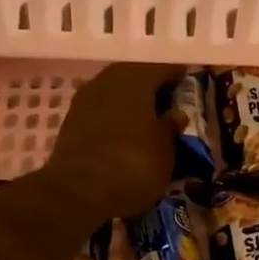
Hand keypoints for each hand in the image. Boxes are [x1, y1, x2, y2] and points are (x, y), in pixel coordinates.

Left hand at [42, 63, 184, 218]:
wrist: (79, 191)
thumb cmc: (134, 165)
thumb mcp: (166, 151)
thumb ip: (171, 128)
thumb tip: (176, 115)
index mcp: (136, 79)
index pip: (162, 68)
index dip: (177, 76)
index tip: (188, 83)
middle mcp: (108, 80)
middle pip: (135, 77)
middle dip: (151, 89)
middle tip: (167, 104)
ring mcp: (85, 100)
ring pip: (114, 93)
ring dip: (130, 104)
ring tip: (146, 122)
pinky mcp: (70, 122)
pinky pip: (100, 112)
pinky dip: (113, 119)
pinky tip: (123, 134)